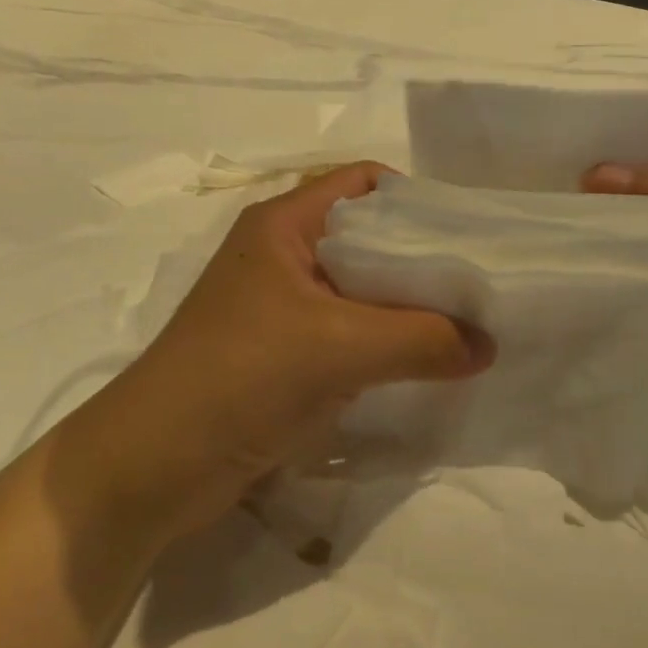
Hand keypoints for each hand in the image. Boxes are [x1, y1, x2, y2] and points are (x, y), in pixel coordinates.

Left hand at [61, 162, 492, 544]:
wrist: (157, 463)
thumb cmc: (241, 376)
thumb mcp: (339, 347)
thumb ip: (421, 340)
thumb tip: (490, 344)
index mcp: (283, 224)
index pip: (363, 184)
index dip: (417, 200)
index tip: (471, 233)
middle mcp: (282, 255)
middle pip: (367, 238)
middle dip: (423, 259)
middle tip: (482, 285)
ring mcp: (280, 307)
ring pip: (360, 291)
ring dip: (407, 307)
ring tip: (468, 325)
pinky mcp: (282, 354)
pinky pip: (348, 334)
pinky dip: (385, 344)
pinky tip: (426, 362)